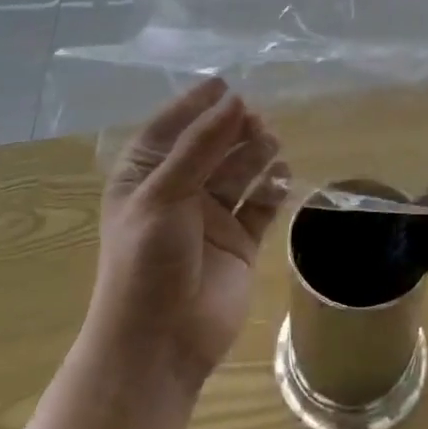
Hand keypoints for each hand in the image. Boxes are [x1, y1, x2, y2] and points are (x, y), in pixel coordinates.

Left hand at [90, 78, 288, 394]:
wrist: (160, 345)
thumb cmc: (147, 261)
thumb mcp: (164, 194)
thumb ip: (201, 145)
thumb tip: (235, 100)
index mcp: (145, 177)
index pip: (170, 127)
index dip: (196, 105)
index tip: (225, 83)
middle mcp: (178, 191)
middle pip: (211, 146)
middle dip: (233, 129)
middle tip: (256, 120)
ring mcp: (211, 216)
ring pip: (239, 170)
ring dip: (255, 153)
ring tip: (271, 143)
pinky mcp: (240, 240)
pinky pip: (260, 203)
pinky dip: (272, 187)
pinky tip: (282, 176)